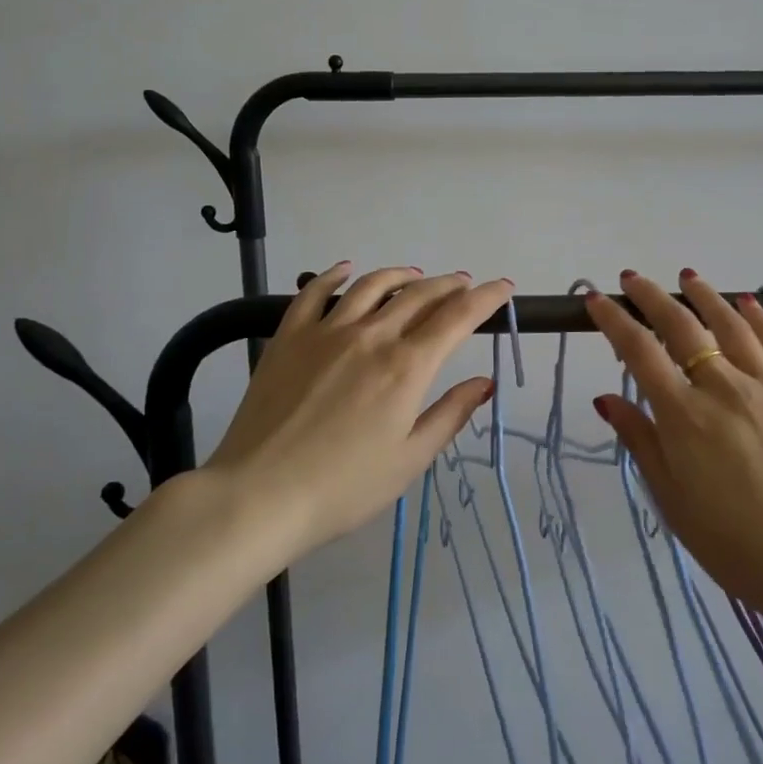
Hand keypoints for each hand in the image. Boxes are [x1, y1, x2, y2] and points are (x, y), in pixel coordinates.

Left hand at [206, 263, 514, 555]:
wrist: (259, 494)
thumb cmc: (343, 488)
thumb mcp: (409, 460)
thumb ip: (450, 415)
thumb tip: (484, 383)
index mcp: (406, 367)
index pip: (457, 318)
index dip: (486, 298)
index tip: (503, 287)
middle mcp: (372, 336)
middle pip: (420, 295)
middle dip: (450, 284)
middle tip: (465, 284)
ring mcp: (327, 331)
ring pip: (373, 285)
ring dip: (403, 274)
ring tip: (417, 276)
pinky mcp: (290, 336)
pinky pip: (315, 292)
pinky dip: (335, 275)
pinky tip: (346, 269)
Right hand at [585, 270, 762, 621]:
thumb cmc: (733, 544)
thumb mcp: (671, 500)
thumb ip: (640, 441)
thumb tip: (605, 398)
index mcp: (684, 416)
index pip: (639, 352)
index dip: (614, 321)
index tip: (596, 300)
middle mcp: (724, 388)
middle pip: (682, 326)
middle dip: (651, 297)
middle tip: (632, 279)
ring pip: (732, 325)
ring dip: (705, 296)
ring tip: (687, 277)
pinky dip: (758, 318)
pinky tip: (746, 303)